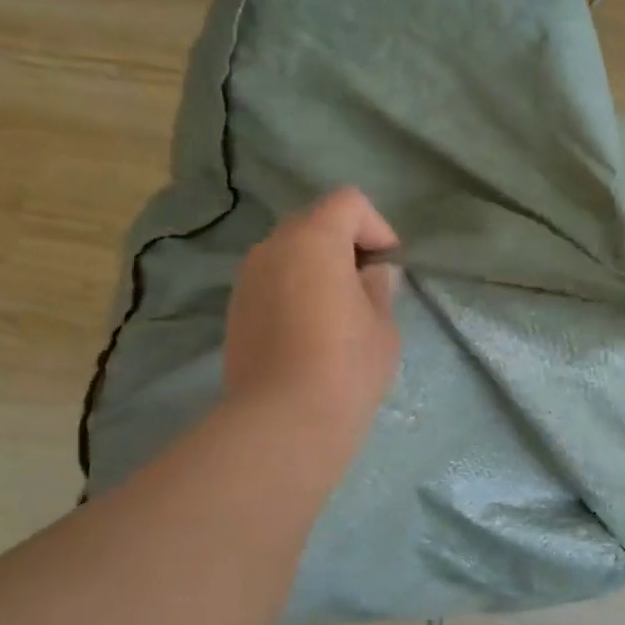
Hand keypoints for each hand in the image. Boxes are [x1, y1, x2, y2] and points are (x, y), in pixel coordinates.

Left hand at [224, 188, 401, 458]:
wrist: (284, 421)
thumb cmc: (346, 367)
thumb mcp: (382, 325)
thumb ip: (379, 288)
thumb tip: (373, 274)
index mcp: (313, 240)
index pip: (347, 202)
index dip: (376, 226)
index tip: (389, 265)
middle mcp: (272, 248)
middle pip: (313, 223)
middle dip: (344, 244)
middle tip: (366, 285)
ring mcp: (247, 279)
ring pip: (288, 253)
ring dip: (316, 267)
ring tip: (338, 310)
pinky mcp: (235, 311)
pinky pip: (271, 282)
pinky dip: (294, 290)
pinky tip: (309, 331)